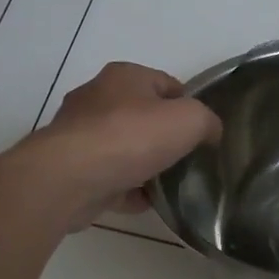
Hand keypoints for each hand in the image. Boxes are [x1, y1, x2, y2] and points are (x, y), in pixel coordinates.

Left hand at [22, 62, 221, 229]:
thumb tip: (210, 132)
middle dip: (164, 136)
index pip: (167, 84)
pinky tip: (144, 202)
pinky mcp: (70, 167)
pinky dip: (126, 188)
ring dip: (144, 165)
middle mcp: (97, 98)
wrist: (68, 179)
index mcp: (124, 76)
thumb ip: (207, 122)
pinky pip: (107, 176)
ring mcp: (79, 134)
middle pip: (143, 116)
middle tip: (186, 158)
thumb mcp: (189, 120)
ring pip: (123, 147)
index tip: (202, 132)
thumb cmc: (131, 137)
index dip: (189, 106)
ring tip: (168, 184)